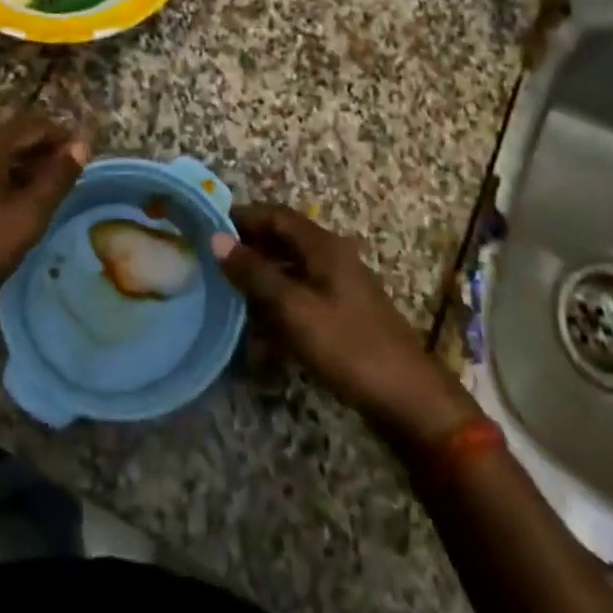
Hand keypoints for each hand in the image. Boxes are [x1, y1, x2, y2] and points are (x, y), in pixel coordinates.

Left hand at [0, 113, 88, 338]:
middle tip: (62, 181)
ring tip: (36, 196)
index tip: (82, 159)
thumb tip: (81, 145)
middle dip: (39, 151)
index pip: (34, 123)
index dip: (62, 136)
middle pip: (9, 134)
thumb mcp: (25, 220)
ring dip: (15, 165)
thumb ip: (56, 179)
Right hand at [212, 204, 479, 450]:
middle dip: (247, 253)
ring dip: (259, 285)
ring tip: (226, 303)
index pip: (276, 215)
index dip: (242, 217)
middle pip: (281, 242)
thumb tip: (217, 238)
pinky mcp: (339, 315)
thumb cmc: (347, 345)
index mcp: (323, 246)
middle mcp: (330, 258)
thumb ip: (254, 273)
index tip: (206, 226)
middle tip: (210, 267)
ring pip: (287, 273)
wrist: (406, 397)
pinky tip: (258, 337)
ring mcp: (336, 287)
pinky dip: (276, 310)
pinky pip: (298, 300)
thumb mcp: (293, 308)